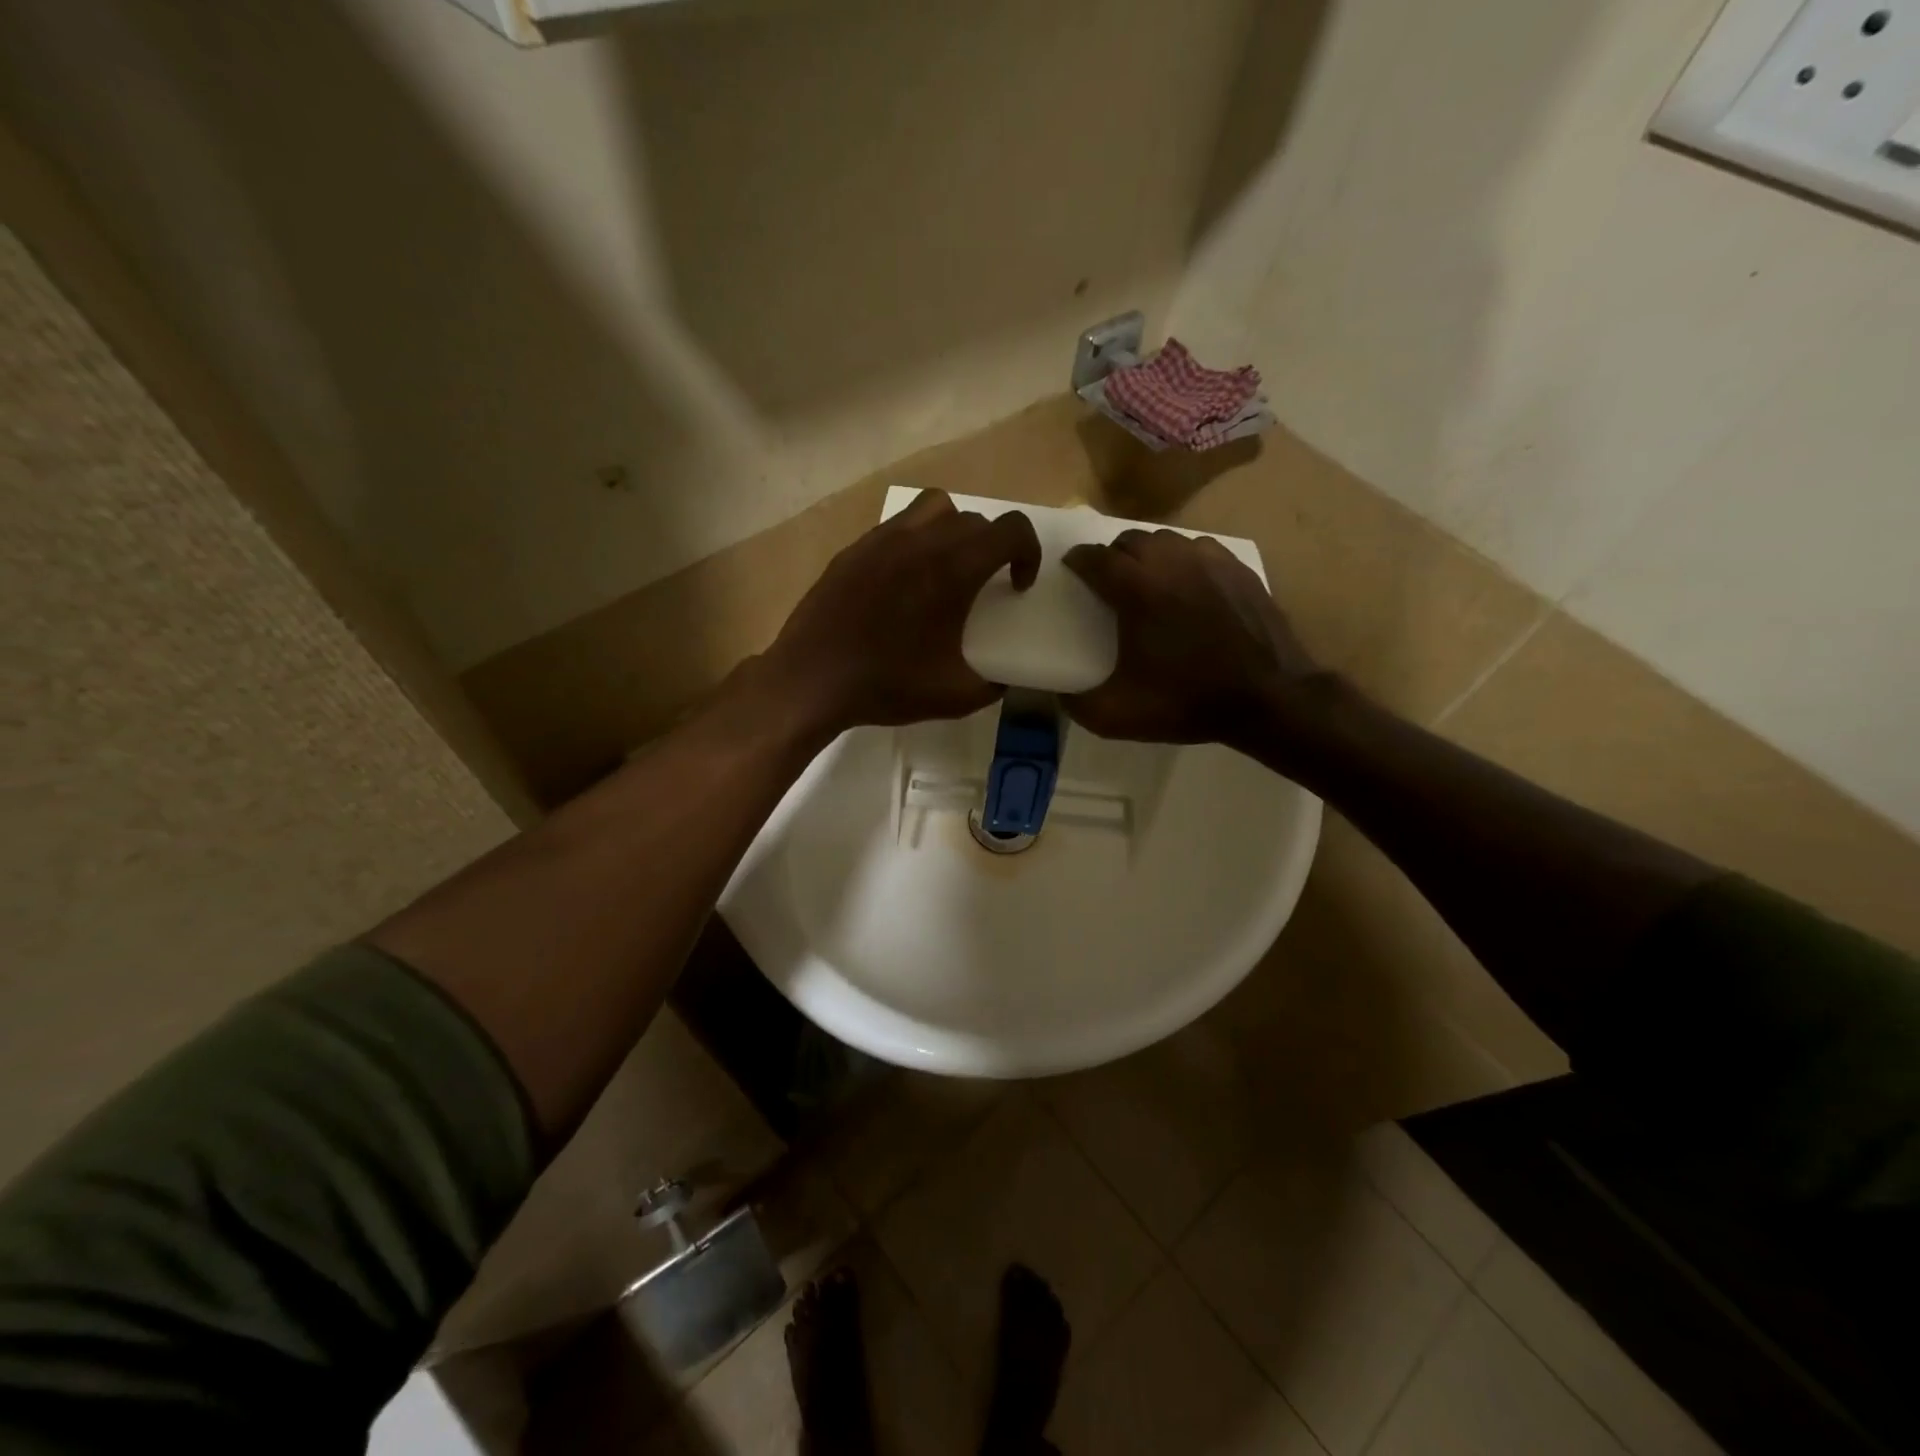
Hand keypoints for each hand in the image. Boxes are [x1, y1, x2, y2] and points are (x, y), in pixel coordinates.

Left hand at [758, 491, 1041, 737]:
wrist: (813, 678)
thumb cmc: (887, 685)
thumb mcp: (955, 697)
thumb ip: (992, 686)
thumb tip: (1004, 681)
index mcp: (953, 570)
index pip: (1010, 530)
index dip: (1028, 552)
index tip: (1018, 585)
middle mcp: (921, 541)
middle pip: (974, 520)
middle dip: (992, 548)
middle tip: (984, 584)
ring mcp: (883, 540)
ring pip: (934, 508)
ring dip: (953, 530)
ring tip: (946, 567)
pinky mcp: (855, 548)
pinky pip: (897, 526)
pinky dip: (914, 541)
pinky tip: (903, 580)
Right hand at [1062, 529, 1323, 746]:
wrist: (1268, 699)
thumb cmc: (1187, 701)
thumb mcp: (1118, 715)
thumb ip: (1075, 704)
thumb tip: (1057, 693)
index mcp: (1136, 589)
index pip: (1094, 557)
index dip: (1077, 560)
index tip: (1071, 569)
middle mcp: (1170, 562)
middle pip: (1129, 540)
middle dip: (1112, 555)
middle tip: (1107, 580)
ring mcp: (1209, 560)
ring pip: (1166, 540)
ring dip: (1148, 555)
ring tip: (1146, 580)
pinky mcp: (1239, 568)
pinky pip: (1200, 549)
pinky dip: (1184, 560)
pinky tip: (1186, 584)